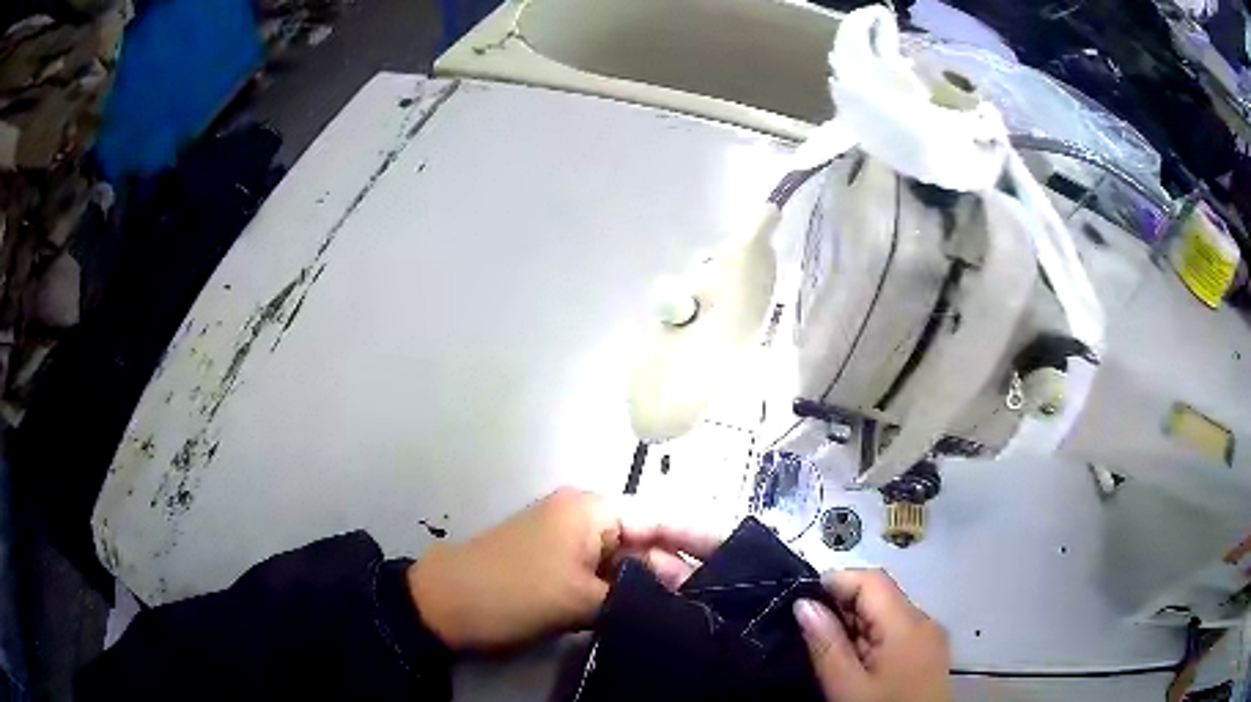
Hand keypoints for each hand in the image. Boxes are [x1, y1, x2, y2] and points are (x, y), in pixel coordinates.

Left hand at [407, 487, 720, 650]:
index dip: (703, 534)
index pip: (662, 517)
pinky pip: (607, 577)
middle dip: (681, 569)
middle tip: (721, 601)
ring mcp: (571, 544)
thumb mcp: (577, 598)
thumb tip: (681, 599)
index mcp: (592, 510)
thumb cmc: (511, 592)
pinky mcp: (560, 568)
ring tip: (696, 613)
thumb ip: (634, 596)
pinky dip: (629, 594)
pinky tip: (653, 616)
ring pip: (629, 563)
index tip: (741, 552)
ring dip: (656, 586)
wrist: (443, 605)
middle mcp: (586, 518)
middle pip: (648, 541)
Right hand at [794, 569, 949, 701]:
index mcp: (908, 623)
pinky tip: (853, 659)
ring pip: (887, 612)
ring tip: (827, 648)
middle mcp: (924, 620)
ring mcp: (930, 637)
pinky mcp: (929, 652)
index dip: (835, 580)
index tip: (800, 599)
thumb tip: (803, 603)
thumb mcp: (846, 686)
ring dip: (855, 622)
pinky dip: (871, 636)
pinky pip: (896, 630)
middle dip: (843, 604)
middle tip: (807, 629)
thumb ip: (826, 643)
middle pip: (881, 594)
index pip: (872, 579)